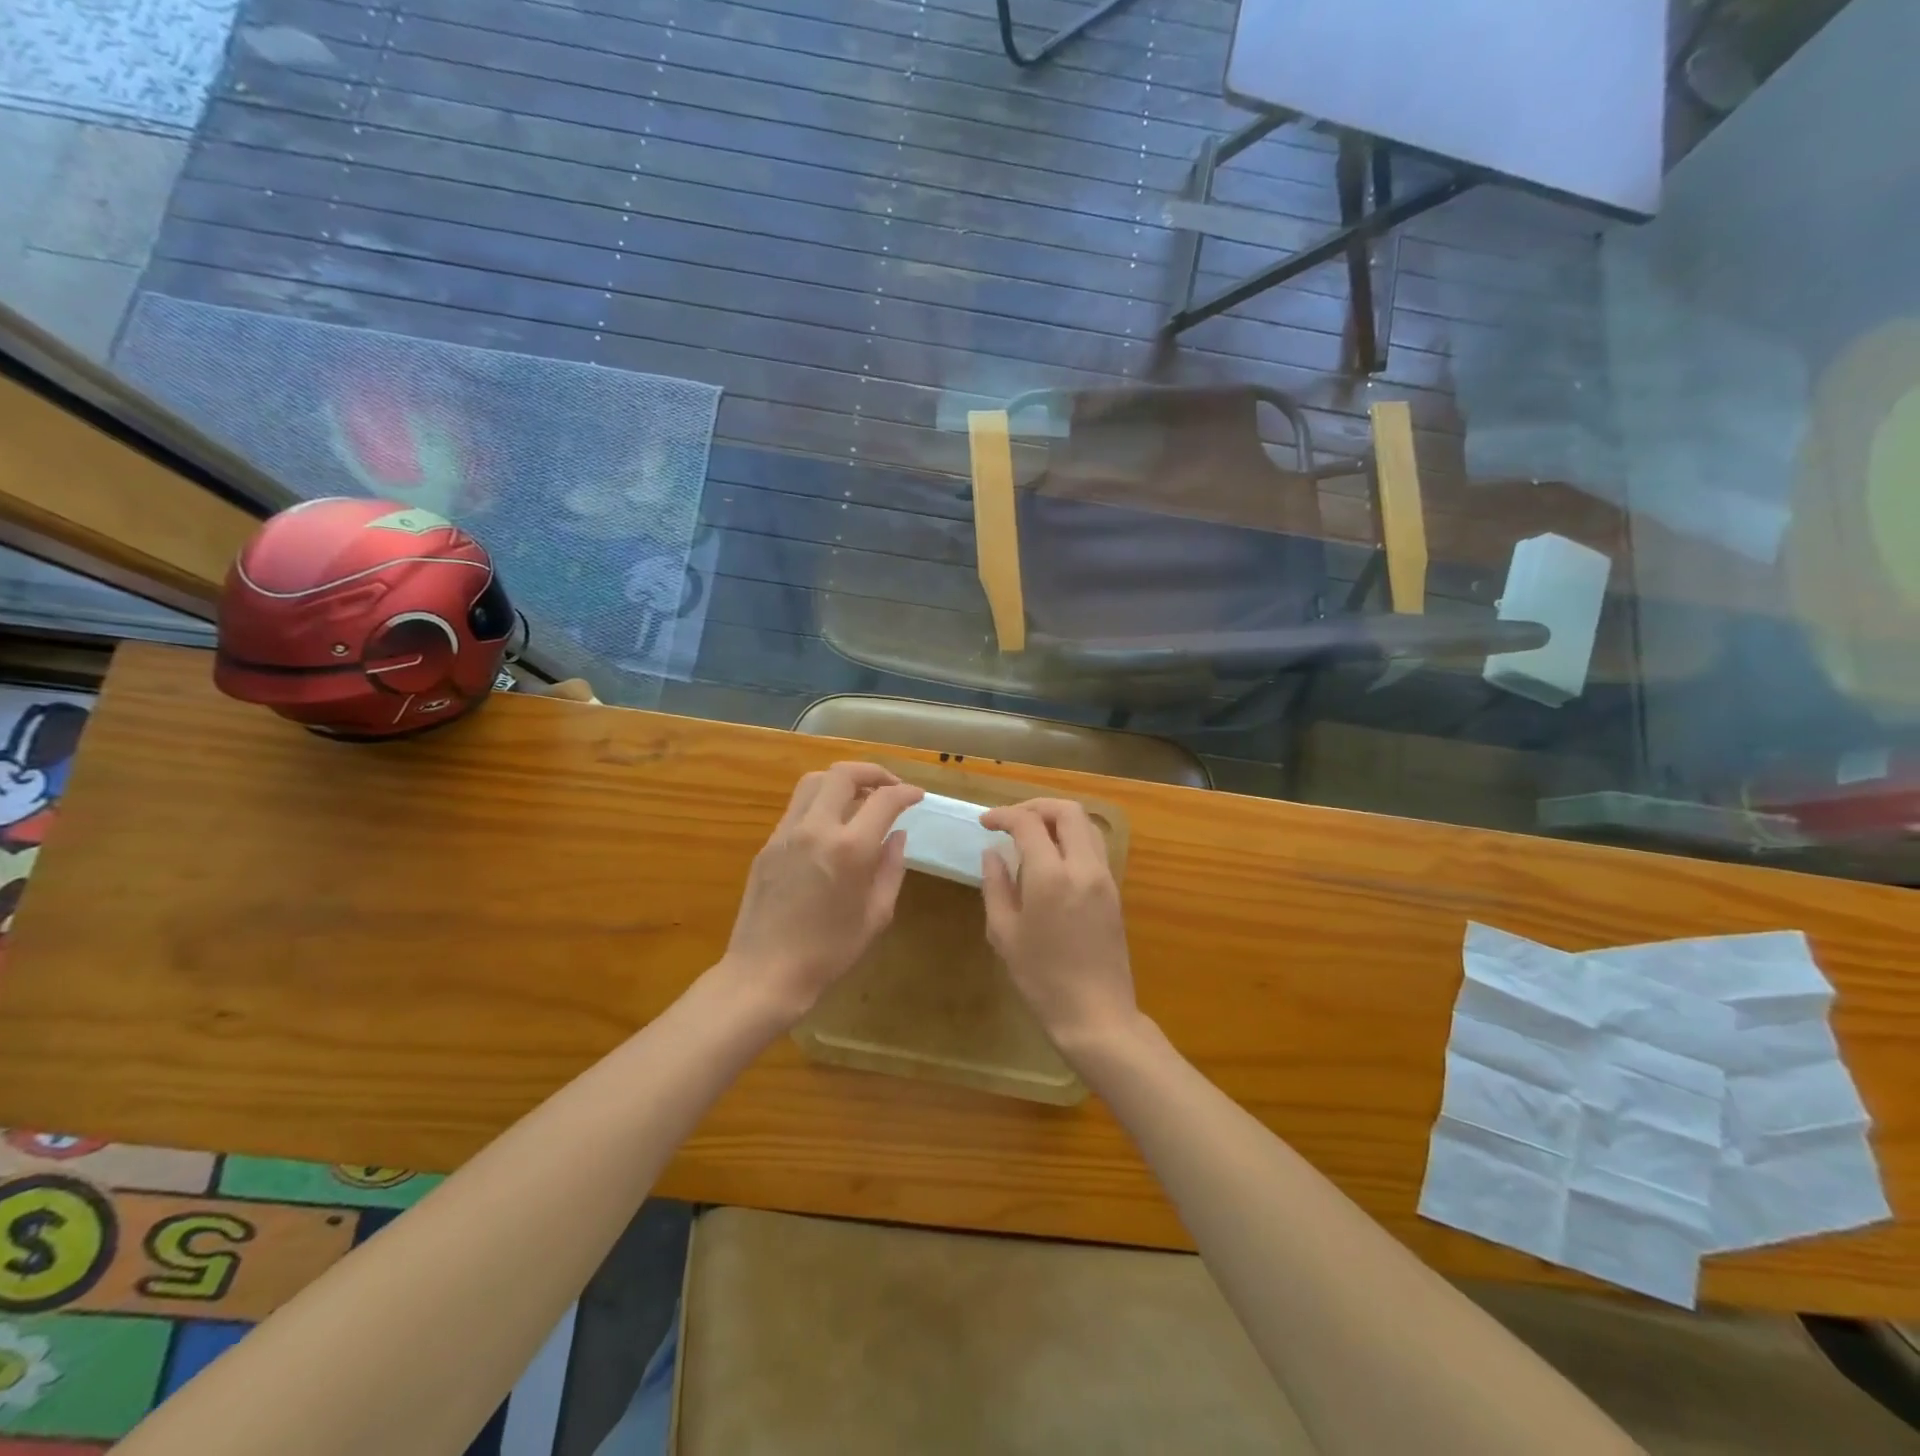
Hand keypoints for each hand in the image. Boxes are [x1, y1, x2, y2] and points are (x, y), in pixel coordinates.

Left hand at [720, 762, 923, 1027]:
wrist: (765, 973)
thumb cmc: (829, 952)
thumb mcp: (876, 915)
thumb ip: (891, 869)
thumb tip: (897, 836)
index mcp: (850, 849)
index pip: (884, 800)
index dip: (906, 792)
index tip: (917, 797)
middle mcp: (816, 829)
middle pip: (843, 774)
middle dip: (873, 772)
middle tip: (890, 787)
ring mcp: (786, 833)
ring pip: (814, 782)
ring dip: (842, 781)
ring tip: (860, 798)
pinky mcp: (768, 844)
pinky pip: (797, 808)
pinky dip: (820, 803)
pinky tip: (831, 826)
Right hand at [980, 799, 1140, 1060]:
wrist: (1096, 1014)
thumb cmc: (1041, 978)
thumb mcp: (1004, 933)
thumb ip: (996, 885)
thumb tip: (992, 853)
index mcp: (1051, 876)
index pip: (1028, 823)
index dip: (1003, 815)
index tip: (985, 822)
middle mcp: (1083, 866)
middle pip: (1066, 810)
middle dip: (1036, 806)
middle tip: (1011, 821)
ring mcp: (1104, 877)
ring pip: (1086, 825)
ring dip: (1058, 819)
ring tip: (1031, 835)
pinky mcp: (1114, 891)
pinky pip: (1094, 847)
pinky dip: (1072, 838)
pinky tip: (1051, 859)